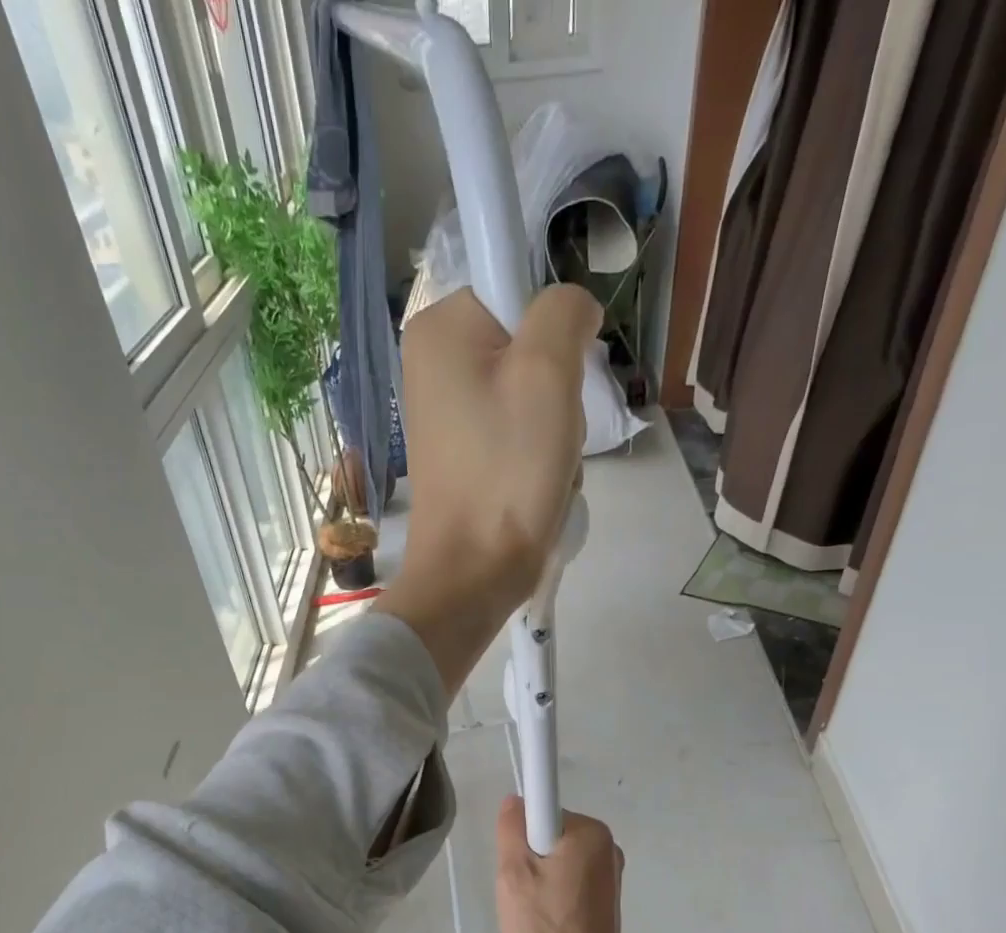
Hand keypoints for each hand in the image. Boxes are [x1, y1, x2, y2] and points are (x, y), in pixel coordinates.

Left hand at [376, 285, 602, 691]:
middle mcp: (433, 363)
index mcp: (439, 328)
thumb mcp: (547, 373)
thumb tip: (572, 308)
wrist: (474, 573)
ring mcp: (446, 412)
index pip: (518, 285)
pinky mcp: (462, 453)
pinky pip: (517, 432)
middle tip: (550, 432)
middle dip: (557, 389)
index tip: (558, 377)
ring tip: (544, 466)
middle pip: (528, 344)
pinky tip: (536, 486)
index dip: (553, 328)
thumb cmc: (506, 472)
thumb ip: (563, 311)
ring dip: (554, 429)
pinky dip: (538, 456)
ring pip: (530, 393)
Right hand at [495, 796, 623, 932]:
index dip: (522, 836)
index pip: (542, 811)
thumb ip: (511, 829)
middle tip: (521, 892)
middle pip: (550, 836)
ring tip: (534, 912)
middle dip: (530, 859)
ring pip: (558, 860)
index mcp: (591, 832)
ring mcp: (611, 875)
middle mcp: (608, 846)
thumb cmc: (544, 928)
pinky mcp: (608, 900)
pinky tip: (549, 922)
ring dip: (540, 879)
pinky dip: (555, 895)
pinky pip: (571, 881)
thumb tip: (516, 801)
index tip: (518, 867)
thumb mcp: (513, 874)